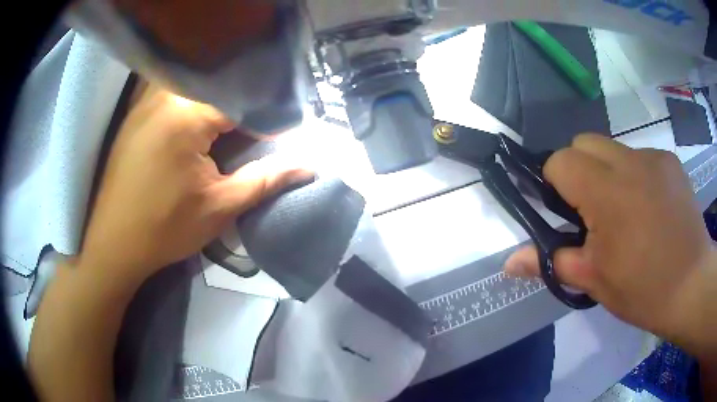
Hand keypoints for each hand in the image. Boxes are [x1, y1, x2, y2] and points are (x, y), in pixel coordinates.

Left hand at [76, 84, 312, 286]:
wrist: (113, 243)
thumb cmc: (164, 228)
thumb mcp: (220, 207)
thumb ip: (266, 179)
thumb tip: (310, 167)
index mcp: (187, 114)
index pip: (242, 100)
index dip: (267, 118)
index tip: (282, 136)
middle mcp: (165, 95)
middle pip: (218, 85)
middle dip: (243, 104)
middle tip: (257, 128)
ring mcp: (145, 100)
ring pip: (194, 84)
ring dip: (216, 99)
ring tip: (230, 123)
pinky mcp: (135, 112)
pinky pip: (172, 91)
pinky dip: (192, 100)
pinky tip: (197, 120)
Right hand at [504, 134, 716, 356]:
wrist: (692, 286)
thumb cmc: (642, 289)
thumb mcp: (594, 280)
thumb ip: (551, 262)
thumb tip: (508, 263)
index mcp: (606, 192)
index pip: (561, 161)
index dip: (554, 183)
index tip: (565, 212)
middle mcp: (629, 162)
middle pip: (584, 142)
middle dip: (579, 169)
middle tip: (592, 211)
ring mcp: (653, 158)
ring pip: (613, 148)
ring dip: (608, 172)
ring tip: (625, 212)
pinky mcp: (670, 162)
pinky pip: (640, 156)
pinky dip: (635, 175)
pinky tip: (649, 208)